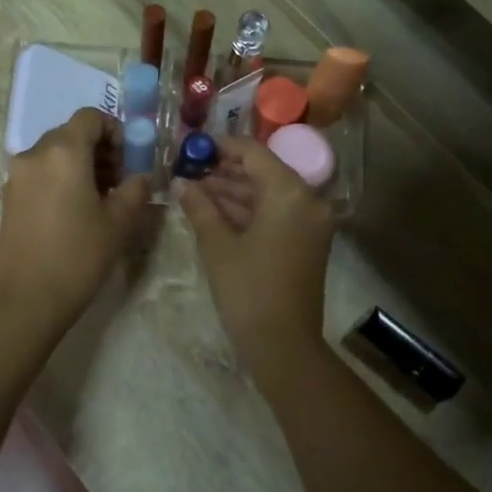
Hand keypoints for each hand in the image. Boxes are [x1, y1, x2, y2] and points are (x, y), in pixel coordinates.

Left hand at [0, 109, 149, 337]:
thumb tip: (141, 176)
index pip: (90, 117)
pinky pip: (40, 172)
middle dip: (98, 149)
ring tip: (99, 198)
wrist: (28, 298)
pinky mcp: (9, 196)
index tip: (128, 158)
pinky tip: (74, 211)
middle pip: (71, 133)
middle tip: (119, 180)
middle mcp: (35, 154)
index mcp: (63, 152)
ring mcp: (17, 175)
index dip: (114, 130)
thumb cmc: (79, 255)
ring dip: (79, 164)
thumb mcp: (119, 222)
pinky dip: (60, 178)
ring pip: (54, 153)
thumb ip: (135, 189)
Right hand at [177, 136, 334, 381]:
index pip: (253, 152)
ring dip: (234, 191)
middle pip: (263, 171)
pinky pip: (276, 213)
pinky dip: (249, 210)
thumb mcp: (217, 245)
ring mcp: (310, 222)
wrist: (284, 345)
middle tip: (188, 170)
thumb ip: (199, 206)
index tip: (192, 147)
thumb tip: (180, 182)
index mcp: (290, 192)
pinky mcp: (307, 241)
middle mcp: (308, 200)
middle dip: (225, 170)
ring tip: (194, 190)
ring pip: (268, 193)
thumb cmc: (248, 290)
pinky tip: (215, 211)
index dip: (221, 146)